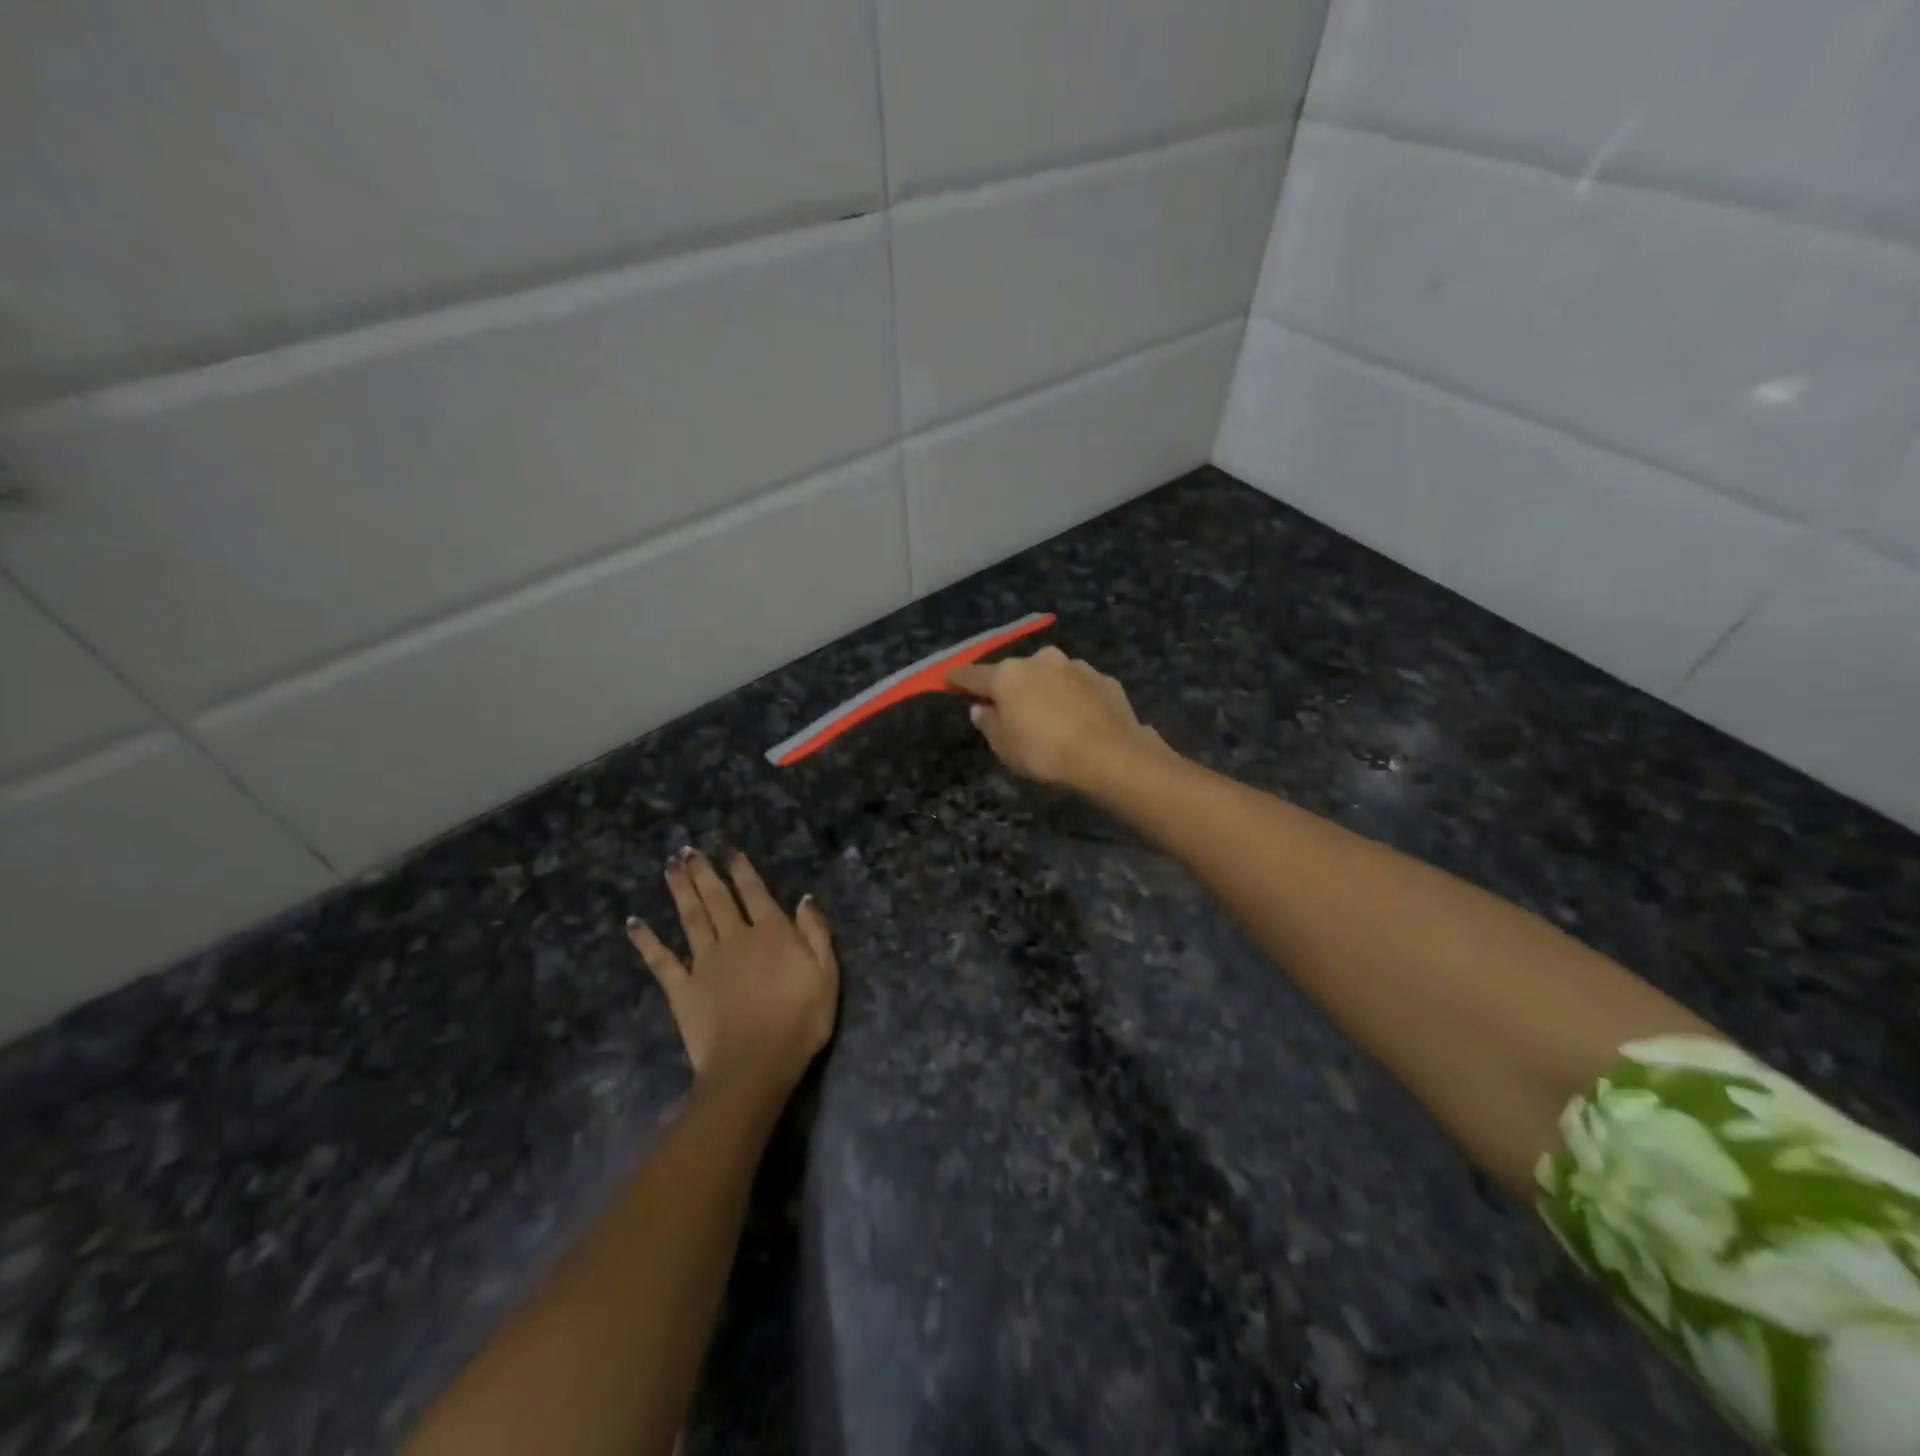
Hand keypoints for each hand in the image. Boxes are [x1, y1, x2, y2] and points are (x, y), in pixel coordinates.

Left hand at [627, 849, 838, 1095]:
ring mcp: (704, 962)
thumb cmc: (799, 1021)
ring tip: (669, 866)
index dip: (742, 870)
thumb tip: (805, 898)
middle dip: (704, 872)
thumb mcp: (826, 974)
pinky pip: (661, 960)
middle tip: (688, 850)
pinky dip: (646, 940)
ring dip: (680, 890)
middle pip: (717, 898)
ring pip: (690, 918)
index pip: (755, 892)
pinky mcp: (682, 989)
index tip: (729, 851)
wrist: (754, 1064)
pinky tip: (634, 923)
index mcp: (772, 933)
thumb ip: (816, 933)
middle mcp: (735, 938)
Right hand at [946, 647, 1168, 789]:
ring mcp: (1075, 666)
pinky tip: (1079, 719)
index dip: (958, 679)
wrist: (1110, 754)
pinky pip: (1079, 687)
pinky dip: (1073, 698)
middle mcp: (1040, 660)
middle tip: (1009, 708)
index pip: (973, 674)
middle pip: (1015, 673)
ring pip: (1050, 676)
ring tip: (1050, 716)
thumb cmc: (1045, 752)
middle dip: (1010, 687)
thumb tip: (981, 708)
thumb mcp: (1004, 747)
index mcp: (1008, 675)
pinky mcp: (1103, 679)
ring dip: (1045, 690)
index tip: (948, 679)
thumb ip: (988, 724)